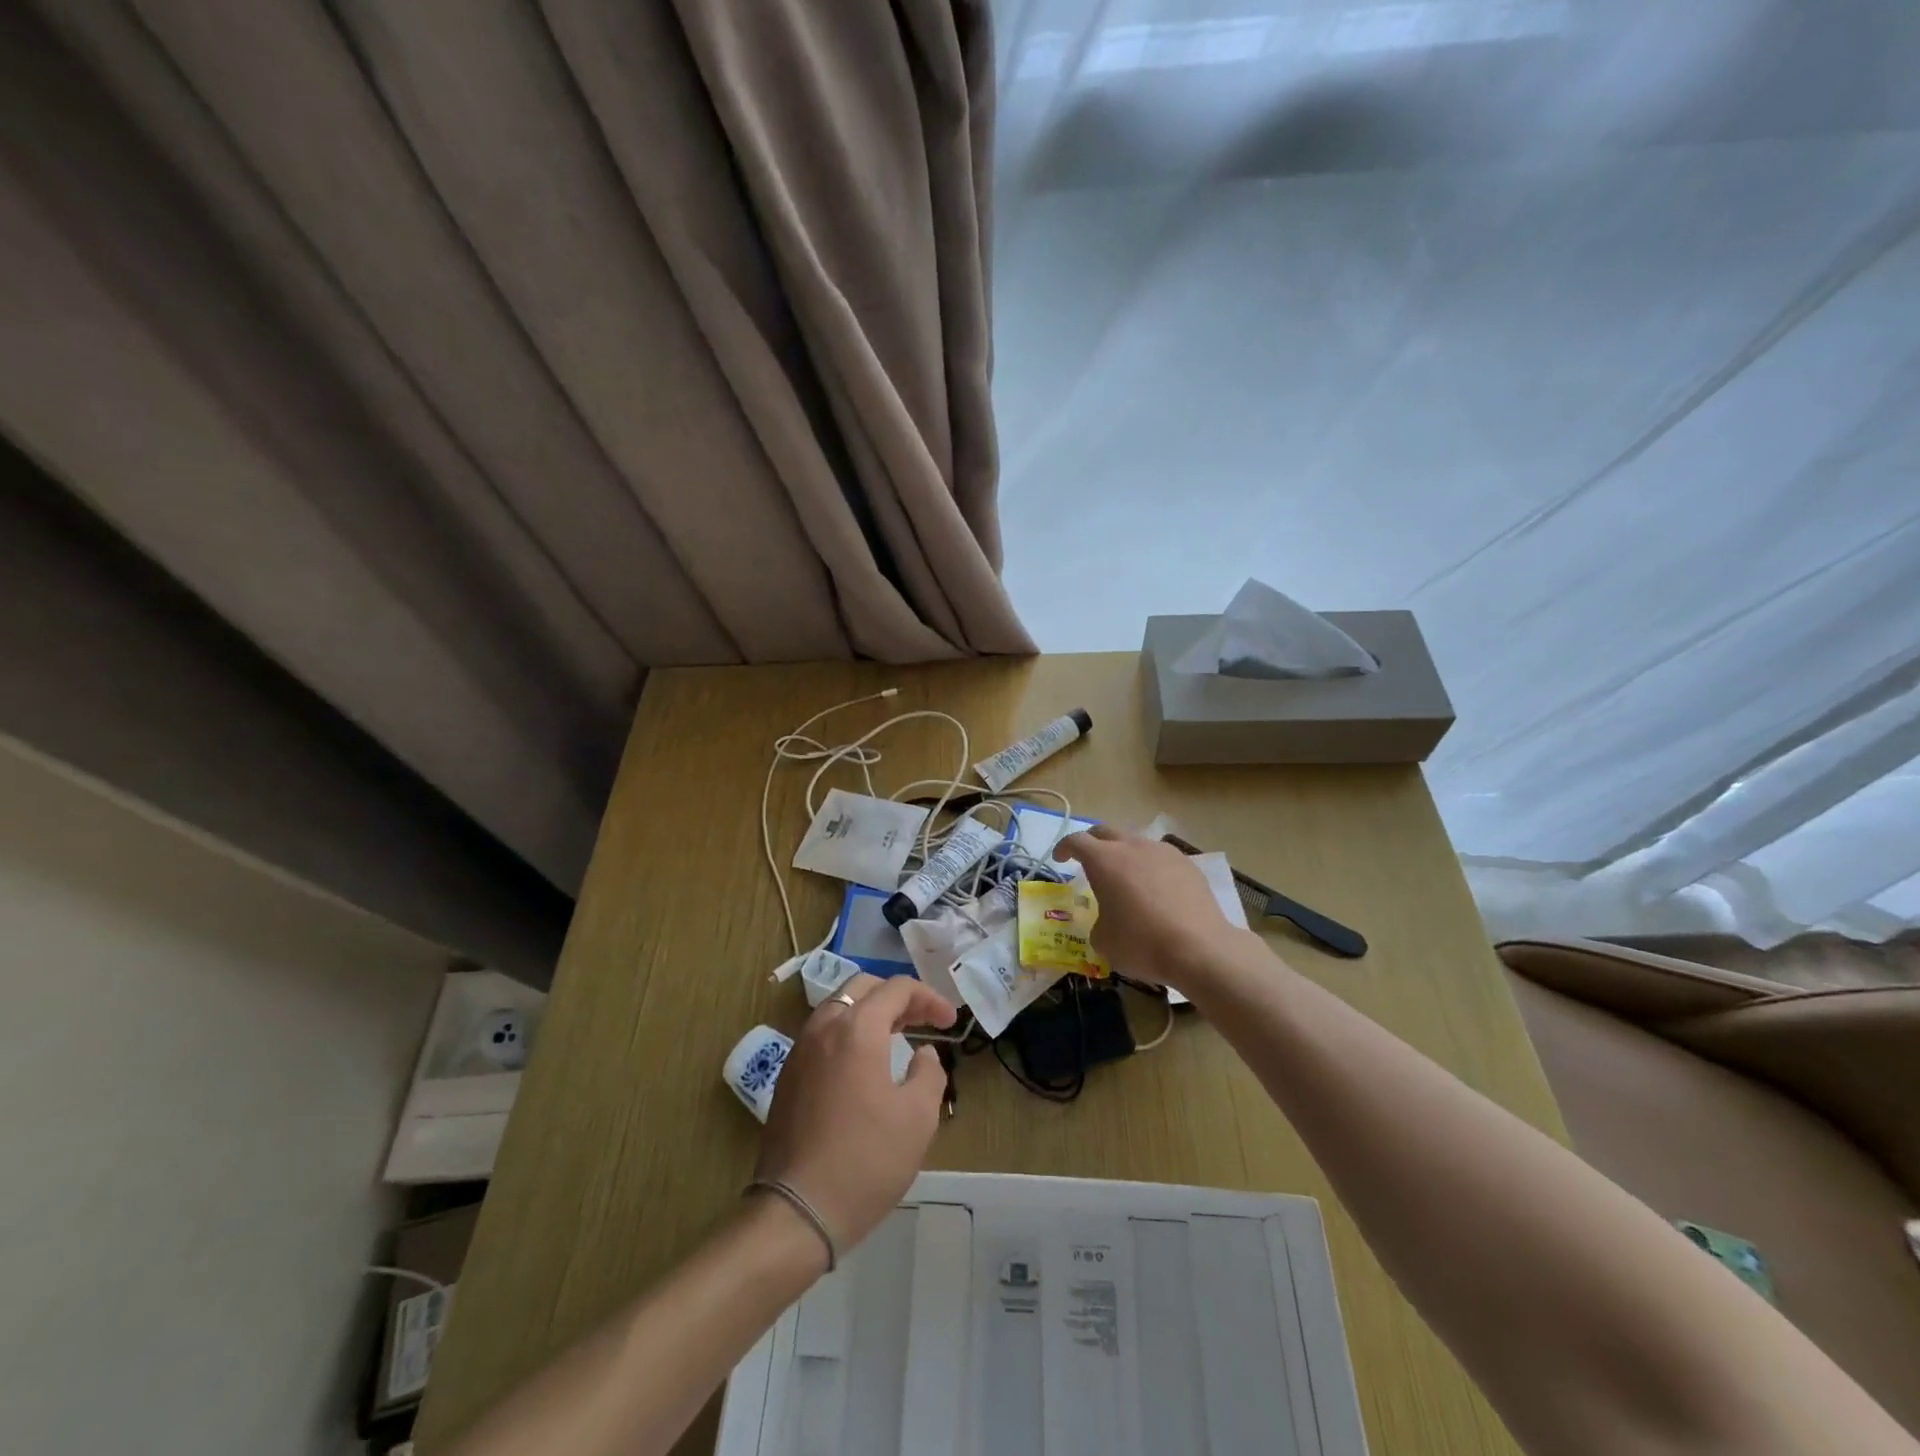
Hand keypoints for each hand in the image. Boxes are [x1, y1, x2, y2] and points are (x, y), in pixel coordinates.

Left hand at [753, 975, 955, 1257]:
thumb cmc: (865, 1161)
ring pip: (839, 1008)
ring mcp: (800, 1051)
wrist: (796, 1211)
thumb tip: (923, 1054)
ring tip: (896, 1036)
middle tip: (923, 1020)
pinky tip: (864, 1064)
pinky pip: (823, 1034)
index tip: (949, 1023)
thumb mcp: (917, 1118)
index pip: (897, 988)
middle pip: (863, 988)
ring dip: (871, 1013)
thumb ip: (929, 1073)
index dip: (929, 998)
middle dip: (898, 997)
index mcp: (857, 1028)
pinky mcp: (788, 1076)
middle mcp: (824, 1027)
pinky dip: (849, 1033)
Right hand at [1055, 826, 1244, 994]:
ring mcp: (1163, 852)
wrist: (1200, 949)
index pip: (1076, 841)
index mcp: (1104, 860)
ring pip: (1136, 842)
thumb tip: (1107, 922)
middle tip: (1088, 861)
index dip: (1064, 848)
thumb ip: (1098, 923)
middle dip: (1093, 843)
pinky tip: (1156, 890)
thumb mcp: (1104, 941)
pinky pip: (1161, 858)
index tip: (1060, 859)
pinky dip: (1151, 867)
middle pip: (1106, 832)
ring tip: (1125, 877)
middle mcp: (1133, 846)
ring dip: (1124, 853)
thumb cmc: (1142, 943)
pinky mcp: (1188, 865)